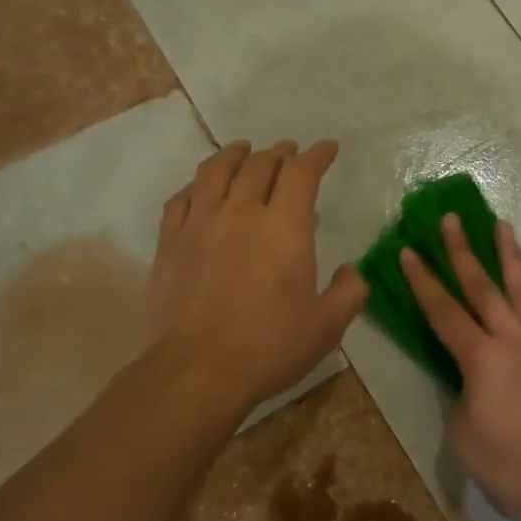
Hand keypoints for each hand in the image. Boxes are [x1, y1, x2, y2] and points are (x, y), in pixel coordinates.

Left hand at [147, 139, 366, 411]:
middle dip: (280, 153)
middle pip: (260, 165)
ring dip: (235, 155)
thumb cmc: (269, 348)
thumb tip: (350, 270)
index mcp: (285, 227)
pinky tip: (200, 187)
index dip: (317, 155)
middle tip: (289, 151)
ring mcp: (200, 224)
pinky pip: (181, 198)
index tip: (327, 148)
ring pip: (216, 171)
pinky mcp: (170, 242)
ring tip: (243, 149)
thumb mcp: (328, 326)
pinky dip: (197, 184)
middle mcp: (241, 212)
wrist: (196, 371)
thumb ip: (349, 291)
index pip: (302, 173)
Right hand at [399, 215, 520, 520]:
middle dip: (463, 250)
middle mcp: (514, 339)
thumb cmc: (517, 468)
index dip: (422, 280)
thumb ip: (462, 399)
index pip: (443, 311)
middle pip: (483, 287)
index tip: (409, 250)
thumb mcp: (465, 439)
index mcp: (481, 359)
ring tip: (501, 226)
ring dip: (509, 255)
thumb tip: (472, 382)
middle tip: (451, 217)